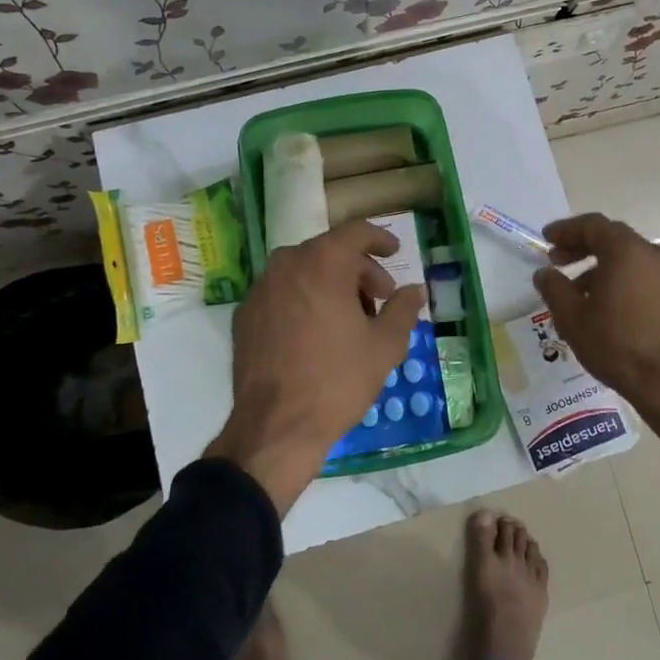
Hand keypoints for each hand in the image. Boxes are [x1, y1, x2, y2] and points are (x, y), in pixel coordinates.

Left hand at [207, 219, 424, 512]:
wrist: (276, 427)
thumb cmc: (337, 380)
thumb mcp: (384, 346)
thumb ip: (403, 309)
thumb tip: (415, 291)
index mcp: (323, 262)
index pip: (356, 232)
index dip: (380, 239)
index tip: (395, 252)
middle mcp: (286, 264)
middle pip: (329, 252)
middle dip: (359, 270)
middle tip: (379, 300)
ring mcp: (260, 289)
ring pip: (303, 271)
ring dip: (330, 284)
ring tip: (349, 320)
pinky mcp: (244, 314)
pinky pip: (282, 293)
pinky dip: (303, 300)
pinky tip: (315, 333)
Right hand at [531, 213, 659, 462]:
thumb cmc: (615, 343)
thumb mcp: (571, 316)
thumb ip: (553, 287)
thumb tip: (544, 273)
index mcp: (625, 251)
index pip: (592, 225)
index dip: (566, 229)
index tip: (546, 238)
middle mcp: (650, 255)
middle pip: (611, 238)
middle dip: (580, 246)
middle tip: (556, 259)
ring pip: (626, 258)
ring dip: (597, 266)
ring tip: (573, 289)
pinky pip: (639, 275)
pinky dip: (616, 278)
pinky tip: (599, 304)